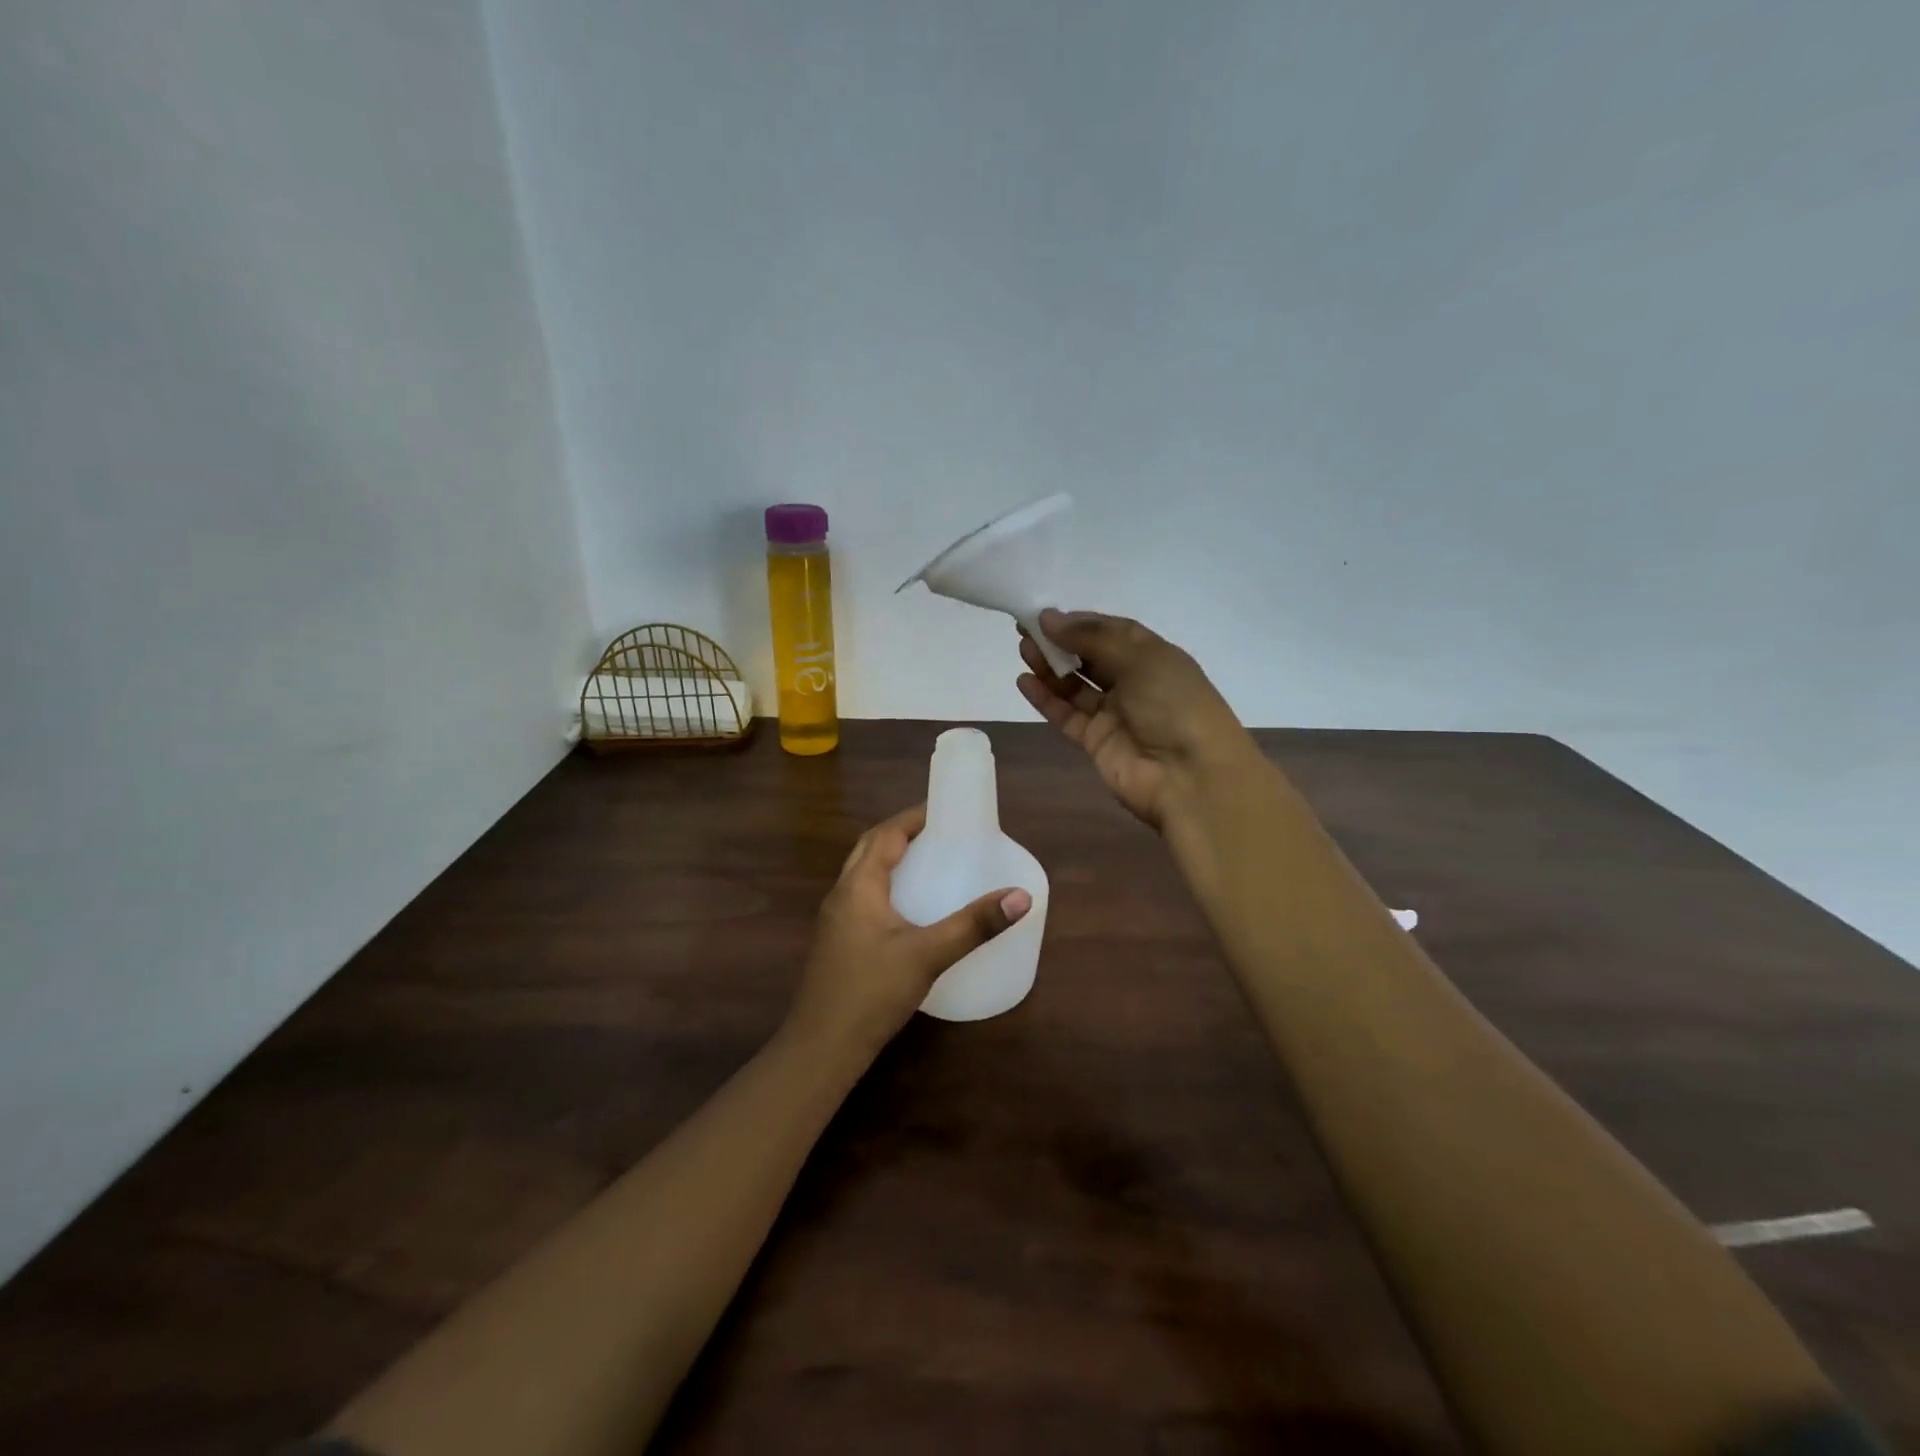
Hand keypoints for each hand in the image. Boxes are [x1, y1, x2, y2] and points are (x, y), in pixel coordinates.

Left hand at [787, 804, 1031, 1054]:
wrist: (821, 1048)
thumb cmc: (872, 992)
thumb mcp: (928, 955)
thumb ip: (974, 925)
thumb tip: (1021, 896)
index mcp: (858, 885)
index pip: (885, 834)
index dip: (913, 818)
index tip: (945, 811)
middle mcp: (841, 894)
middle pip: (870, 849)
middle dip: (902, 834)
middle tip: (940, 833)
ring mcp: (835, 920)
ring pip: (863, 874)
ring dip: (891, 860)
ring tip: (929, 862)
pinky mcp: (837, 943)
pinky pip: (862, 898)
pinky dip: (886, 887)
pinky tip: (910, 909)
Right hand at [1018, 609, 1256, 830]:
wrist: (1191, 778)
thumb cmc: (1174, 706)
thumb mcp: (1141, 659)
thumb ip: (1092, 638)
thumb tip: (1048, 618)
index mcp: (1154, 657)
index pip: (1112, 632)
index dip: (1080, 623)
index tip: (1047, 616)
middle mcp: (1134, 683)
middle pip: (1090, 658)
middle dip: (1060, 643)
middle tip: (1025, 630)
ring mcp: (1114, 715)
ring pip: (1075, 686)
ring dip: (1050, 668)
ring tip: (1022, 650)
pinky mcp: (1096, 742)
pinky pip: (1066, 715)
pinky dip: (1046, 699)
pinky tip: (1024, 682)